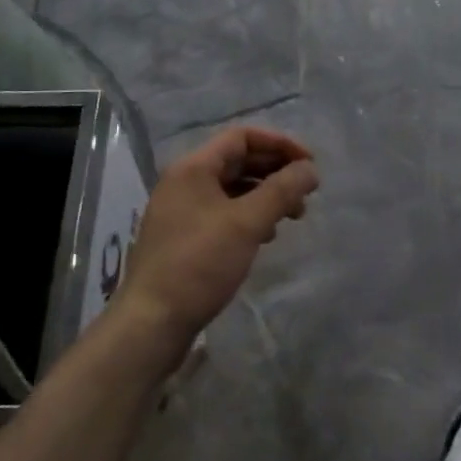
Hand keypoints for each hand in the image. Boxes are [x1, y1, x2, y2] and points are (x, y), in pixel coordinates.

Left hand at [118, 126, 318, 346]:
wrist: (151, 323)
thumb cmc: (199, 264)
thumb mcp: (246, 224)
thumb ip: (281, 190)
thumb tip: (310, 169)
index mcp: (193, 167)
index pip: (242, 137)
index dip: (280, 144)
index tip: (309, 164)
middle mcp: (184, 181)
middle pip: (238, 161)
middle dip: (275, 171)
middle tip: (306, 192)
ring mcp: (181, 210)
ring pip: (232, 188)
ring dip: (265, 195)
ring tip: (293, 216)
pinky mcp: (183, 237)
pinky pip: (222, 212)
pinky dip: (248, 215)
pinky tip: (265, 236)